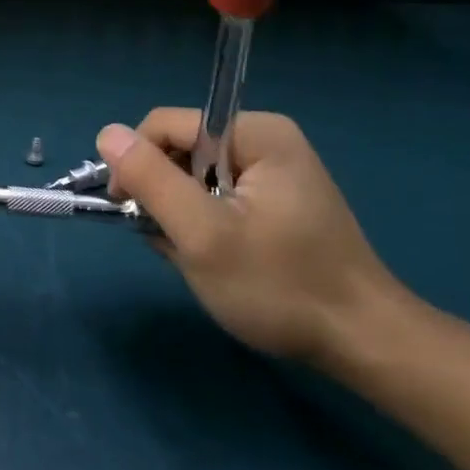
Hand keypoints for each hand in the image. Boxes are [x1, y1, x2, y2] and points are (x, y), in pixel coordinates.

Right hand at [98, 111, 403, 362]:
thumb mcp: (203, 235)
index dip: (138, 164)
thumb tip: (106, 133)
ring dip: (181, 214)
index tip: (133, 212)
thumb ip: (151, 179)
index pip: (164, 125)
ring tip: (199, 256)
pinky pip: (214, 195)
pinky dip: (202, 224)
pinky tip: (216, 256)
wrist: (362, 343)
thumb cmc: (280, 287)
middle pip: (178, 149)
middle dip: (164, 195)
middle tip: (175, 243)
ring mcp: (273, 169)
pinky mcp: (274, 198)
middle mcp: (265, 139)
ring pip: (191, 176)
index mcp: (255, 133)